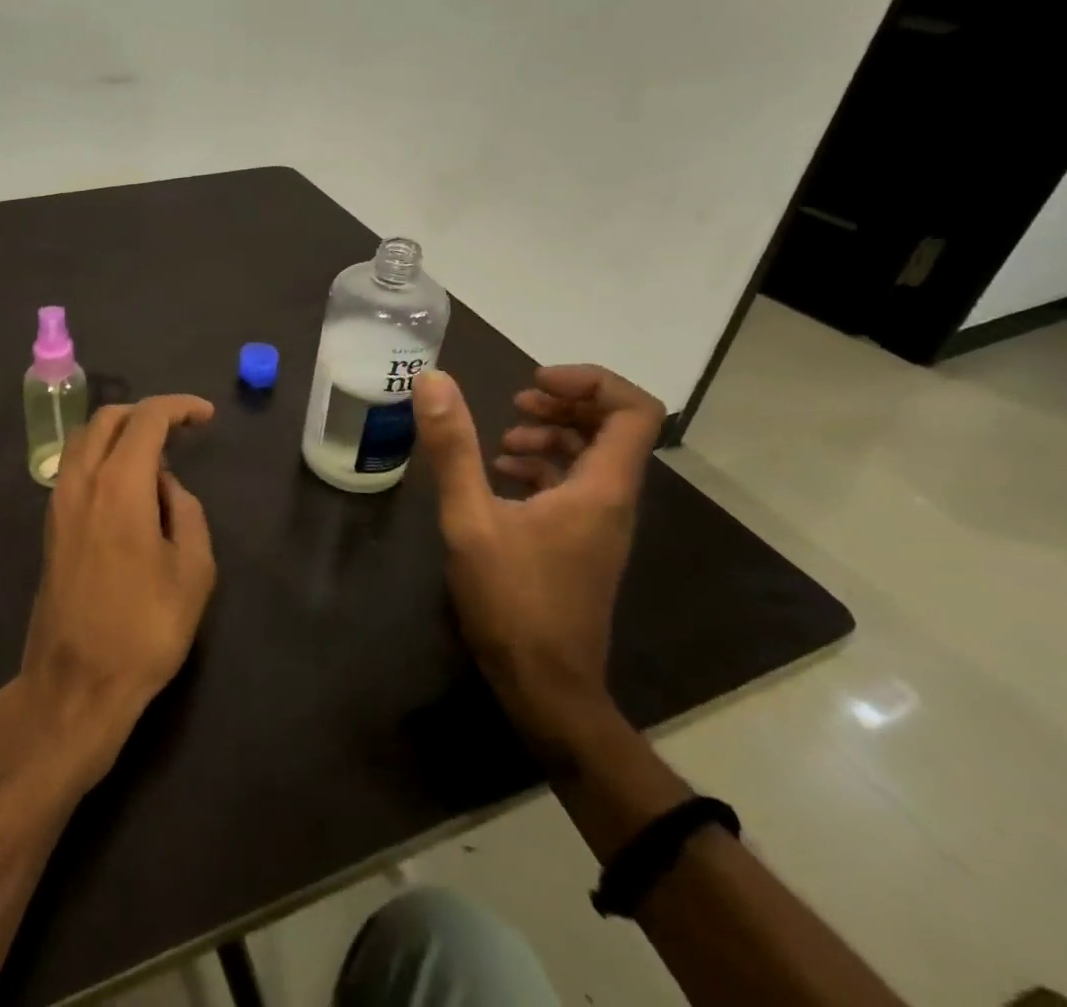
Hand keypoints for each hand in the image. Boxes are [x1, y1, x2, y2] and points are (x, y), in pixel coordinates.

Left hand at [14, 395, 216, 791]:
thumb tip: (166, 486)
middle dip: (147, 413)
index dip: (179, 407)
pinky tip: (128, 488)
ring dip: (120, 432)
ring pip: (84, 439)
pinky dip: (102, 456)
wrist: (75, 683)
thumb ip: (187, 511)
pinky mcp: (51, 524)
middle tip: (181, 429)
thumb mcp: (193, 571)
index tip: (206, 416)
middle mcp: (81, 480)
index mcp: (119, 484)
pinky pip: (75, 467)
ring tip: (156, 457)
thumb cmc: (144, 629)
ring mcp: (59, 501)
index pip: (147, 419)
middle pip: (108, 418)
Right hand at [413, 365, 663, 743]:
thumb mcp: (470, 518)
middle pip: (614, 429)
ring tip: (501, 439)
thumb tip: (433, 380)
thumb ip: (452, 447)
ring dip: (551, 435)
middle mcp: (611, 501)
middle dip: (565, 403)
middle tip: (515, 399)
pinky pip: (574, 487)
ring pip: (591, 458)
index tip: (534, 380)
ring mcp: (599, 525)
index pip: (633, 411)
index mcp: (601, 488)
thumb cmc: (512, 600)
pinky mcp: (581, 544)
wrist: (546, 687)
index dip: (591, 381)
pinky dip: (542, 468)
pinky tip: (499, 476)